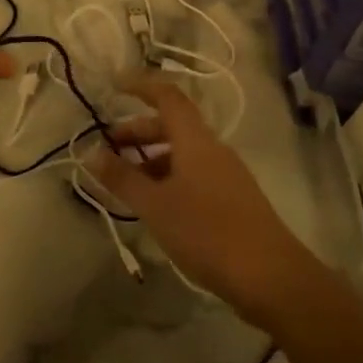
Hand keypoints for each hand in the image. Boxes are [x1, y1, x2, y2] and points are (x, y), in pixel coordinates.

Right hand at [89, 74, 321, 326]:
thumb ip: (122, 178)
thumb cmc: (207, 232)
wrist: (270, 277)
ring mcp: (226, 174)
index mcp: (195, 140)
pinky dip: (168, 177)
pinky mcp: (232, 199)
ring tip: (125, 182)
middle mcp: (212, 149)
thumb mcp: (155, 206)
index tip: (114, 86)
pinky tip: (154, 205)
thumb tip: (92, 153)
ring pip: (182, 153)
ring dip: (150, 158)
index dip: (140, 86)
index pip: (167, 96)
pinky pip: (193, 174)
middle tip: (108, 148)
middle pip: (172, 125)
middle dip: (137, 131)